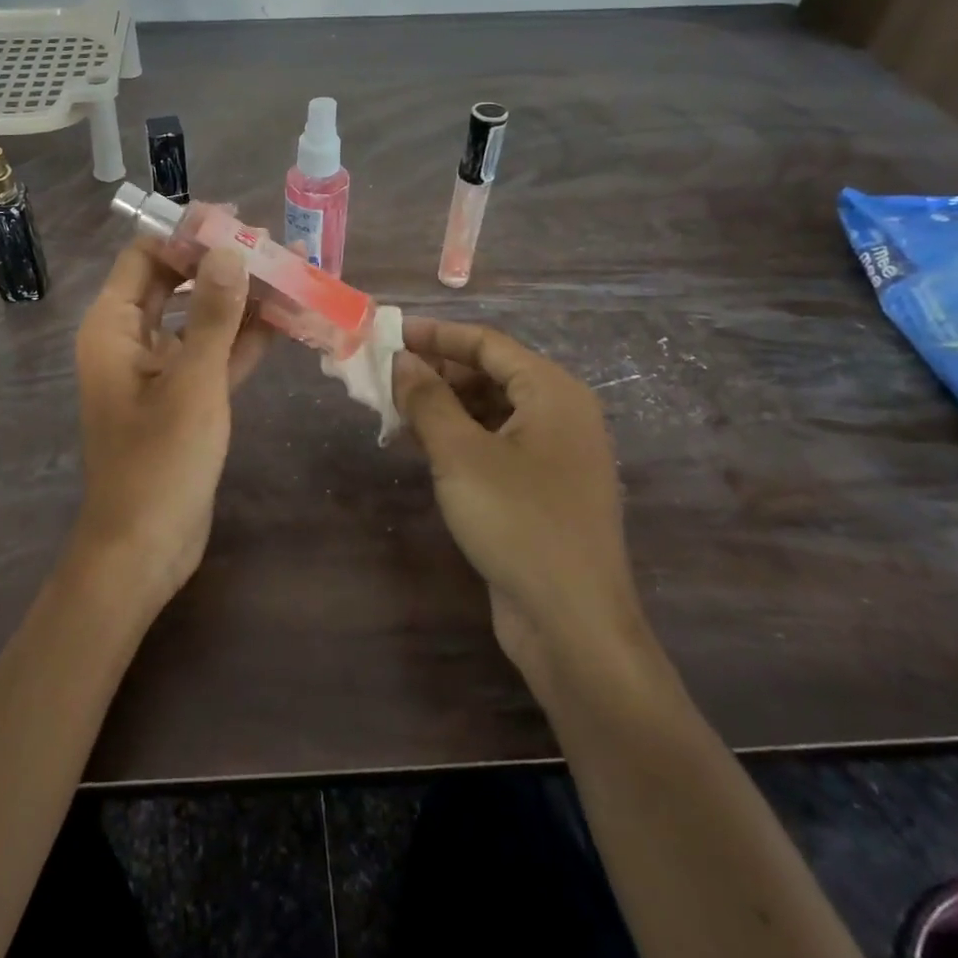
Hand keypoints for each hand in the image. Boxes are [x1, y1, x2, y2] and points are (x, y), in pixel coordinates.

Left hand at [71, 241, 271, 610]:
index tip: (238, 221)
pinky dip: (245, 340)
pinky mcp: (184, 398)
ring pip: (201, 320)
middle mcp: (131, 340)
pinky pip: (214, 355)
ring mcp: (160, 370)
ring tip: (292, 273)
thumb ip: (213, 314)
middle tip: (275, 245)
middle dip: (223, 264)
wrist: (145, 547)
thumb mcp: (192, 381)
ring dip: (242, 301)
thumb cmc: (160, 460)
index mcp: (113, 327)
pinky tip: (287, 321)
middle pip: (176, 284)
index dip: (188, 235)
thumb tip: (230, 251)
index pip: (145, 257)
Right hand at [393, 318, 650, 695]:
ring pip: (489, 411)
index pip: (487, 343)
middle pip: (490, 375)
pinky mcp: (541, 490)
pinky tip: (418, 447)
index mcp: (552, 392)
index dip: (436, 335)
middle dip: (436, 373)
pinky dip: (457, 439)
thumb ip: (427, 400)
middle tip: (385, 378)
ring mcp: (554, 455)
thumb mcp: (461, 454)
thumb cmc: (518, 522)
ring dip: (442, 407)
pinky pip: (494, 445)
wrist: (572, 623)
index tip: (390, 334)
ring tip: (392, 410)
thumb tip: (401, 360)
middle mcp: (560, 415)